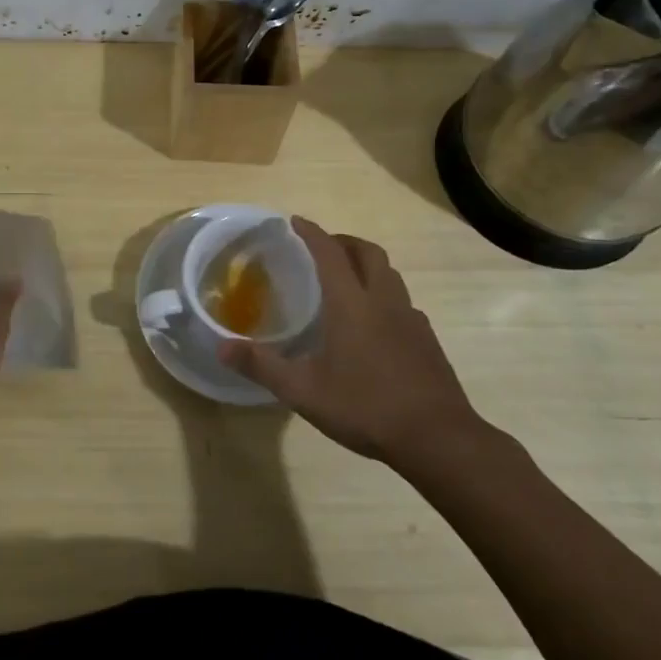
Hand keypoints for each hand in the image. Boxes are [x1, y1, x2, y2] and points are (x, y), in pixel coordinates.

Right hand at [219, 218, 489, 467]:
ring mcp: (410, 318)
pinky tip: (373, 324)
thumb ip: (262, 366)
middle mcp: (383, 300)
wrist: (438, 438)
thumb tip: (222, 348)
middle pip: (367, 252)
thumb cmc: (366, 407)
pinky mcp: (427, 339)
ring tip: (346, 281)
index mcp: (351, 303)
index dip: (311, 233)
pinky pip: (402, 301)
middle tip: (322, 248)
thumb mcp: (303, 391)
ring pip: (389, 274)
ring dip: (366, 265)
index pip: (329, 253)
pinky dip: (383, 295)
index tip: (295, 221)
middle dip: (343, 241)